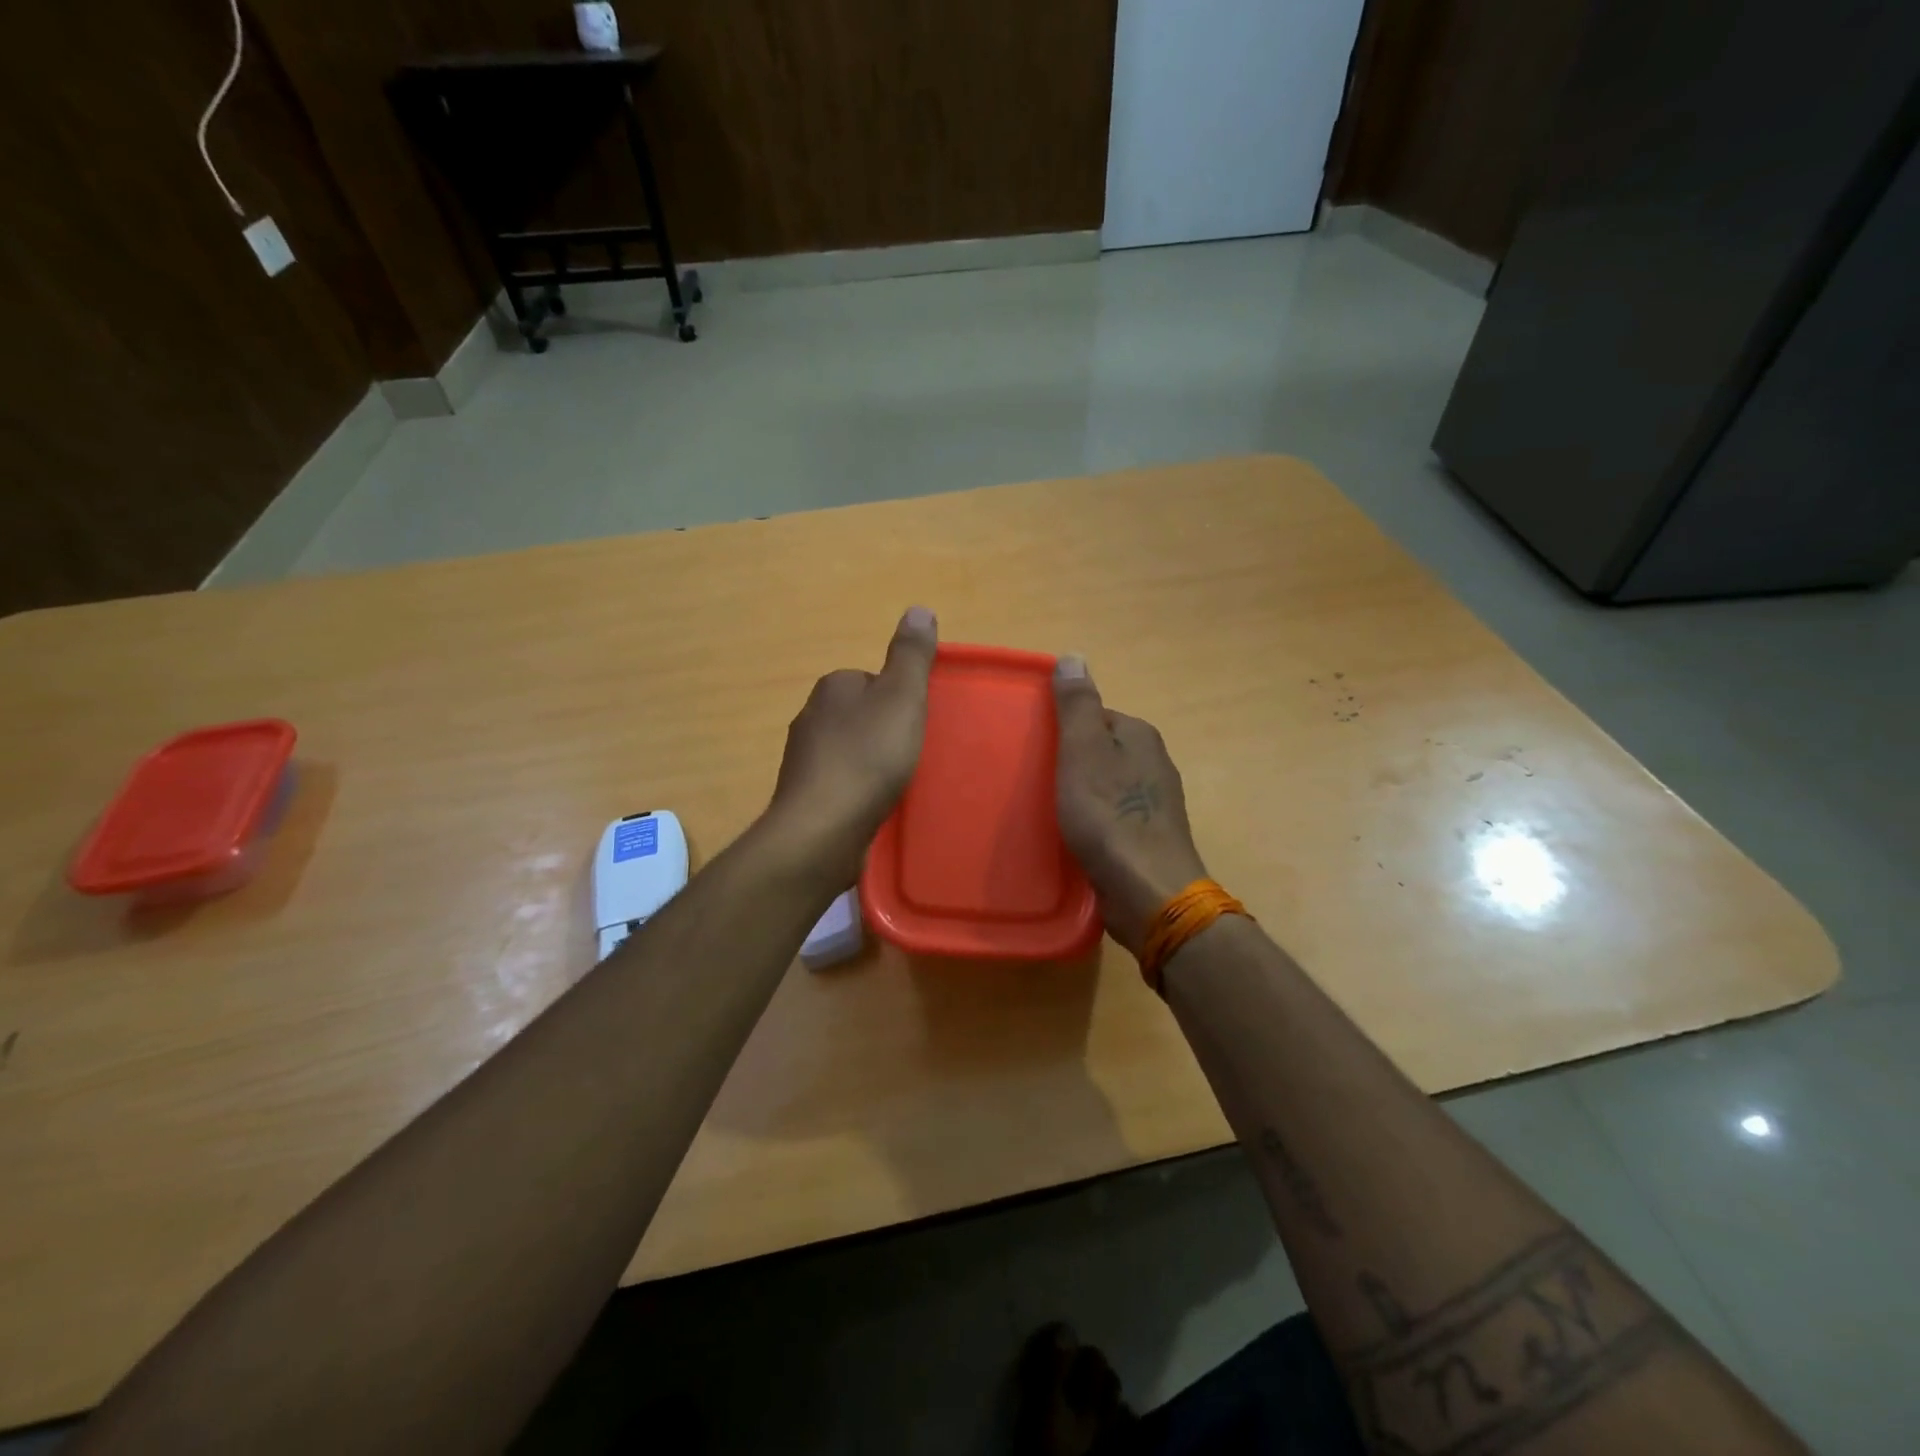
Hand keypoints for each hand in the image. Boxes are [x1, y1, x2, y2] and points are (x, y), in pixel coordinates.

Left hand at [766, 607, 937, 882]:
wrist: (823, 828)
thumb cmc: (868, 757)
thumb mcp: (902, 697)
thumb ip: (911, 656)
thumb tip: (918, 609)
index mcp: (833, 687)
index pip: (873, 680)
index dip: (900, 699)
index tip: (917, 723)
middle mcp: (811, 716)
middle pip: (861, 714)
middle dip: (885, 731)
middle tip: (912, 754)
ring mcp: (803, 759)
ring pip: (849, 749)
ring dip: (871, 762)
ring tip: (897, 784)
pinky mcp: (804, 795)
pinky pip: (840, 782)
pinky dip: (858, 789)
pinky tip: (874, 806)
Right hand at [1053, 656, 1207, 955]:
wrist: (1148, 890)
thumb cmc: (1110, 816)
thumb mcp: (1083, 751)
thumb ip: (1077, 706)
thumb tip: (1074, 656)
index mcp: (1141, 736)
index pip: (1097, 717)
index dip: (1065, 730)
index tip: (1039, 750)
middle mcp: (1155, 763)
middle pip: (1103, 751)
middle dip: (1072, 763)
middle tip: (1038, 784)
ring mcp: (1156, 803)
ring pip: (1108, 786)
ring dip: (1082, 794)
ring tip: (1051, 813)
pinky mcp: (1150, 837)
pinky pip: (1114, 817)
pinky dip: (1094, 822)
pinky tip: (1076, 839)